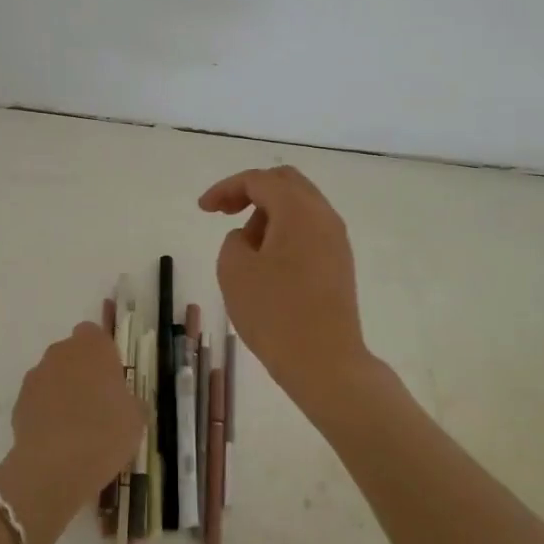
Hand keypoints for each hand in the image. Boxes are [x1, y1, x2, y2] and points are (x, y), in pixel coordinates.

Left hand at [0, 323, 144, 543]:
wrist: (55, 466)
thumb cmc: (106, 432)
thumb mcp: (136, 417)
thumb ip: (130, 401)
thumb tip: (124, 403)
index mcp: (93, 346)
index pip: (94, 334)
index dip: (103, 354)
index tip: (112, 378)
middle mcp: (61, 353)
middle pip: (71, 353)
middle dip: (81, 371)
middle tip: (97, 403)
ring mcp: (36, 377)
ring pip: (52, 376)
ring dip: (62, 391)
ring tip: (76, 426)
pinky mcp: (18, 403)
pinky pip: (38, 400)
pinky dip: (46, 413)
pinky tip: (58, 439)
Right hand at [199, 166, 370, 407]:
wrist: (325, 362)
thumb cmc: (275, 313)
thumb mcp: (234, 270)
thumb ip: (235, 240)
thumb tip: (251, 238)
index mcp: (299, 210)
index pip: (259, 180)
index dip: (226, 188)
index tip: (203, 209)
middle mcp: (324, 217)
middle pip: (286, 183)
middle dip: (251, 191)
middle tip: (224, 212)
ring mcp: (337, 241)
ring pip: (300, 207)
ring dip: (268, 213)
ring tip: (245, 245)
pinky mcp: (339, 264)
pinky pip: (309, 230)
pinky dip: (285, 231)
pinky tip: (267, 261)